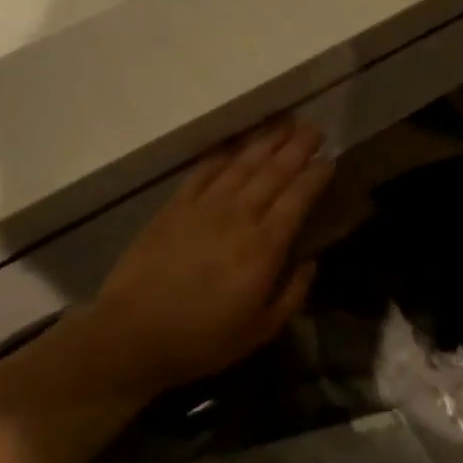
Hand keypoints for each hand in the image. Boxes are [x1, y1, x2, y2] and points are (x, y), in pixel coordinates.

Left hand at [75, 118, 335, 398]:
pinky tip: (235, 145)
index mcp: (264, 247)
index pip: (298, 198)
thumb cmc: (201, 339)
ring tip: (285, 123)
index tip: (330, 158)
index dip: (316, 175)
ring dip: (266, 141)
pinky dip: (223, 154)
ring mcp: (204, 207)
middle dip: (297, 147)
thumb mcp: (260, 331)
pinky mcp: (175, 206)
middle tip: (314, 128)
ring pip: (242, 164)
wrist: (132, 334)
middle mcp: (238, 216)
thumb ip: (292, 294)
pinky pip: (204, 171)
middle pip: (274, 172)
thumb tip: (310, 261)